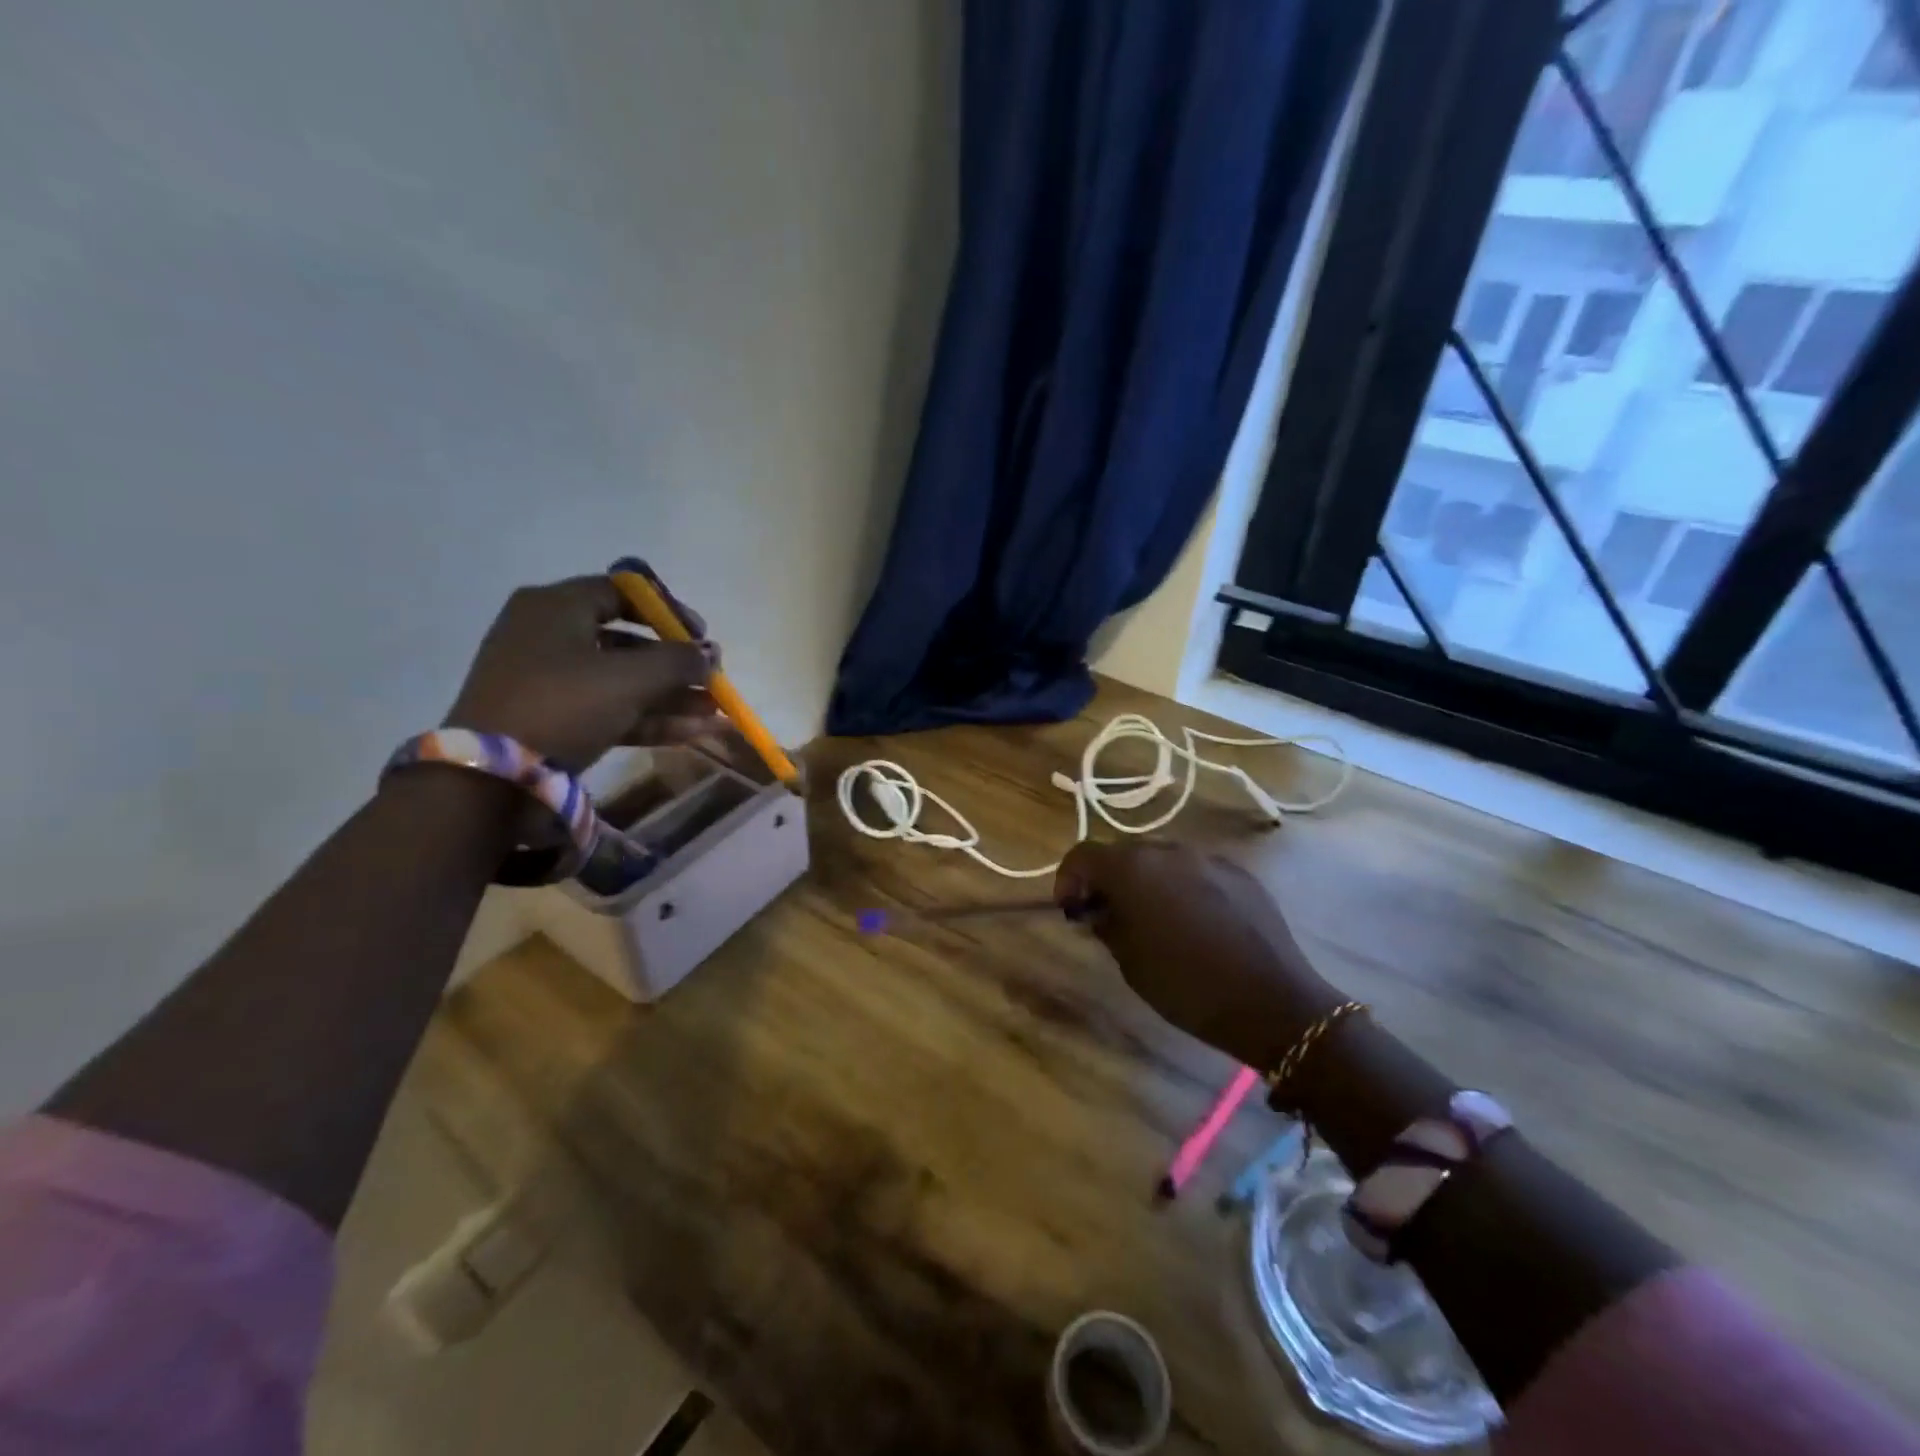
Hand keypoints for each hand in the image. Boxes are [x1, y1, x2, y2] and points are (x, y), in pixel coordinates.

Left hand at [445, 576, 720, 772]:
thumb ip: (677, 662)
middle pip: (629, 642)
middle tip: (713, 680)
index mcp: (556, 607)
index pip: (622, 592)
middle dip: (678, 665)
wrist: (493, 778)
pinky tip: (696, 733)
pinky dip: (652, 720)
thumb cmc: (563, 704)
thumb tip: (711, 653)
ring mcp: (553, 682)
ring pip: (625, 682)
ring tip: (717, 714)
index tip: (701, 635)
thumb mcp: (628, 678)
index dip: (669, 610)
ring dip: (673, 697)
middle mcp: (551, 636)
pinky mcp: (557, 720)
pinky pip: (613, 710)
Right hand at [1055, 841, 1342, 1070]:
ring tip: (1151, 918)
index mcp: (1133, 868)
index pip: (1083, 854)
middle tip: (1106, 914)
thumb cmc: (1187, 986)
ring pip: (1161, 859)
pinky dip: (1181, 887)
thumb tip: (1098, 909)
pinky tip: (1192, 922)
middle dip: (1107, 878)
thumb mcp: (1130, 961)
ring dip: (1145, 881)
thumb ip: (1106, 924)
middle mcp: (1168, 851)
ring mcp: (1208, 859)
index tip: (1071, 909)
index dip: (1068, 878)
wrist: (1272, 1002)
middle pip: (1123, 852)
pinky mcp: (1239, 873)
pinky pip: (1195, 871)